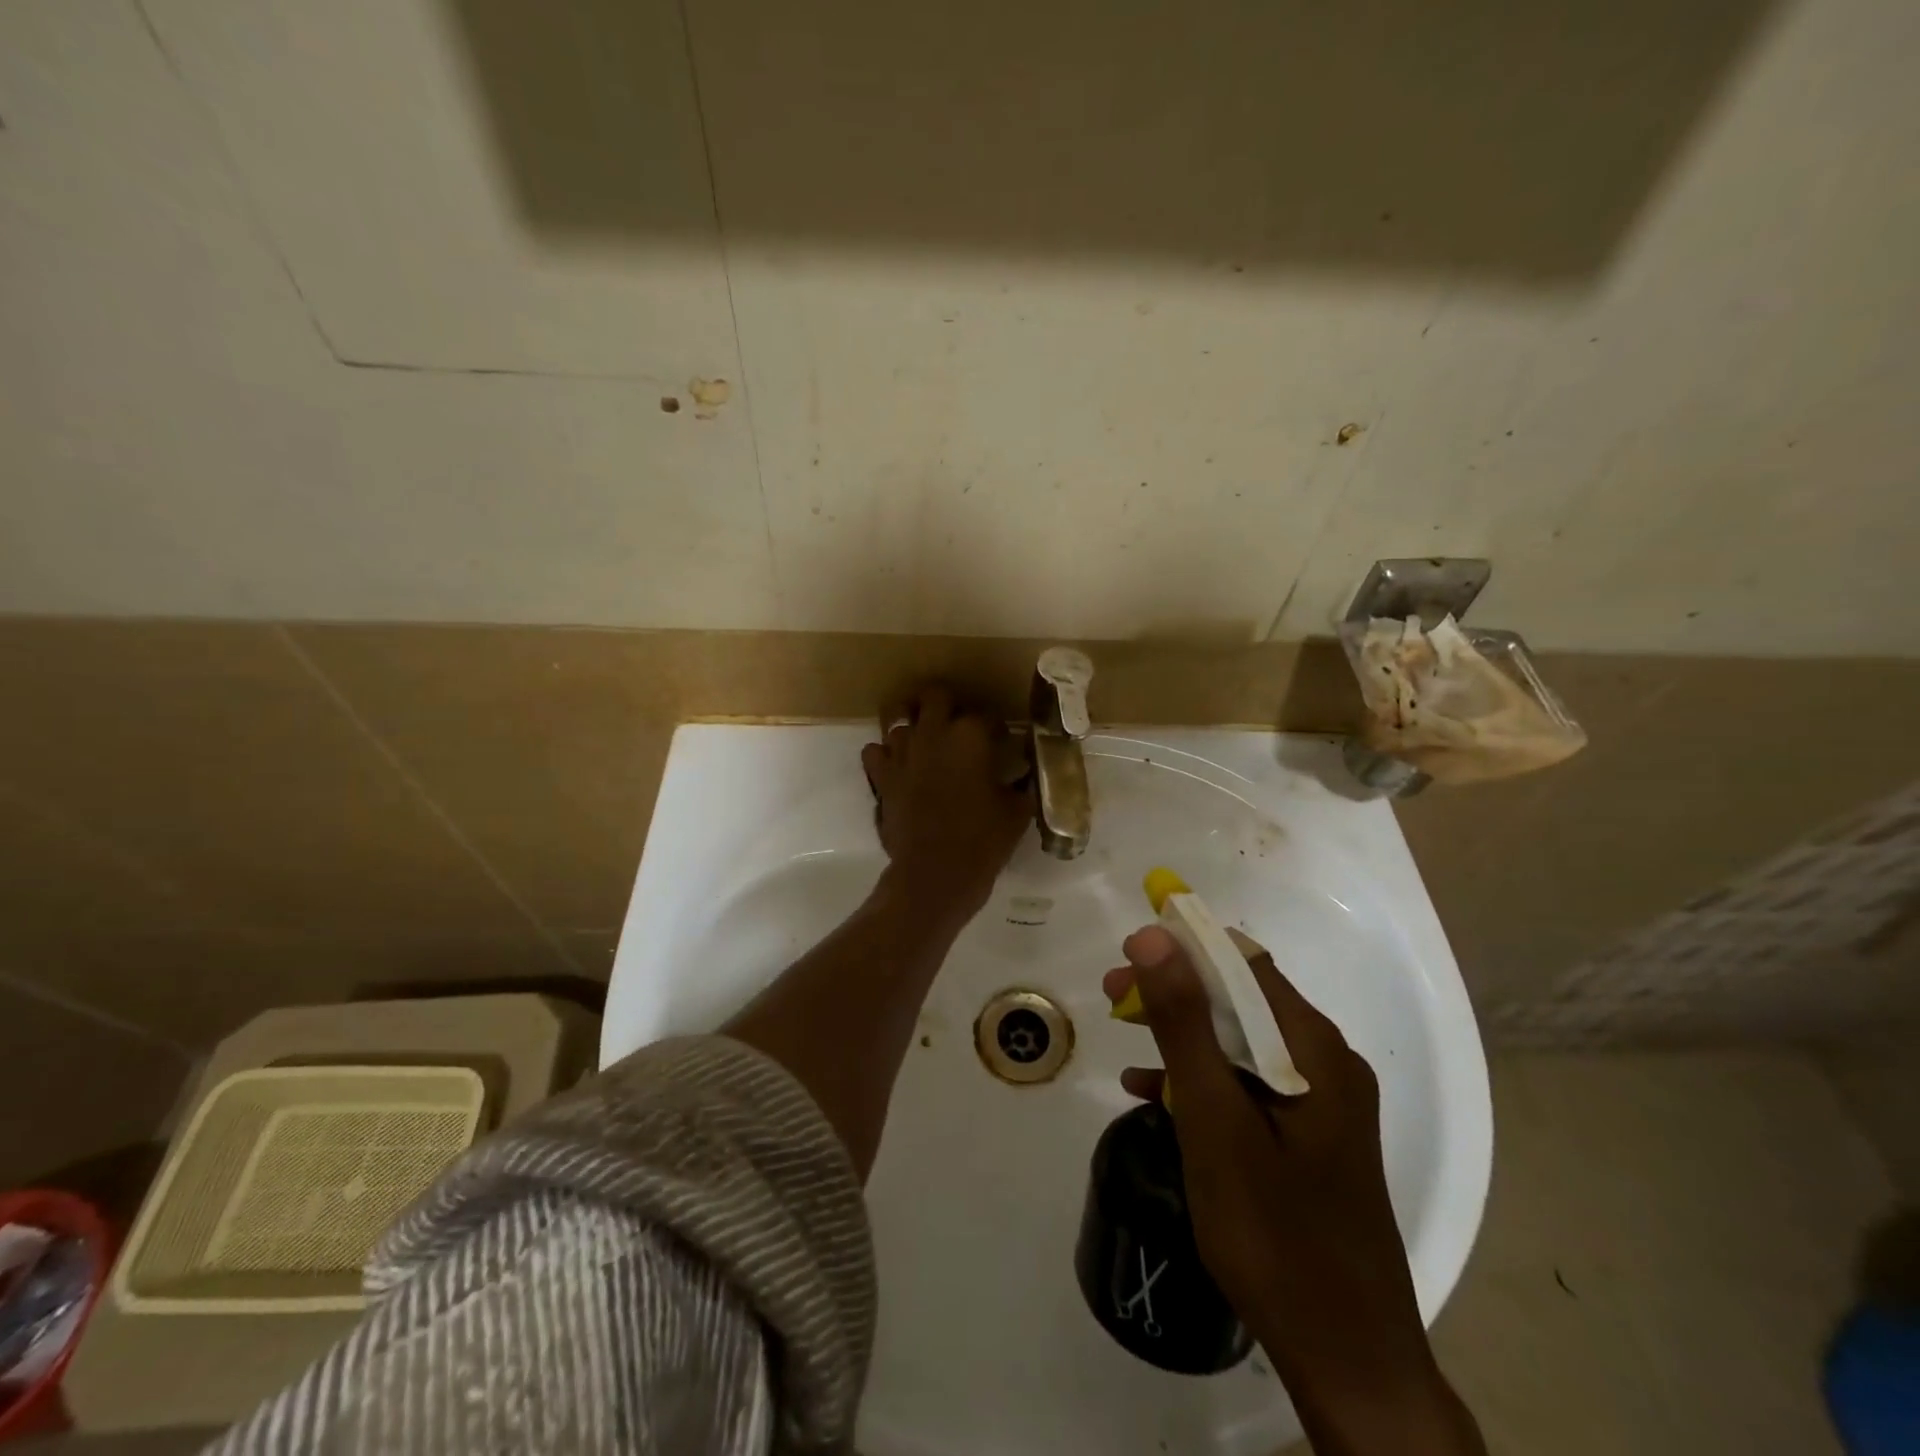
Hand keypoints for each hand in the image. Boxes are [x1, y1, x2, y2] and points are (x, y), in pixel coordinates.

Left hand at [861, 687, 1029, 928]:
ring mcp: (901, 751)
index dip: (996, 728)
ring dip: (912, 722)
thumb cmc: (983, 840)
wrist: (936, 873)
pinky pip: (874, 750)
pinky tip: (898, 766)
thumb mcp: (1016, 811)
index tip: (1002, 741)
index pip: (987, 715)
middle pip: (935, 695)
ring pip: (897, 714)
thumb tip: (1023, 776)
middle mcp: (933, 732)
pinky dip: (885, 754)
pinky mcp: (881, 775)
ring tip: (924, 737)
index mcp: (971, 735)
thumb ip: (1020, 785)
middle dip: (948, 704)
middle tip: (958, 724)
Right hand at [1104, 927, 1480, 1451]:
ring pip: (1242, 1041)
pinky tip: (1153, 1094)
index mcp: (1314, 1048)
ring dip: (1183, 1032)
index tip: (1128, 954)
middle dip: (1176, 991)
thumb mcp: (1214, 1119)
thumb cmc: (1274, 1233)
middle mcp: (1326, 1062)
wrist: (1349, 1360)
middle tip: (1114, 997)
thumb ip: (1184, 1023)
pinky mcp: (1310, 1137)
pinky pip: (1249, 1084)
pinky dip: (1203, 1078)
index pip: (1244, 963)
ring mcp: (1322, 1102)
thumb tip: (1155, 937)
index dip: (1185, 947)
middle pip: (1241, 1000)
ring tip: (1124, 1035)